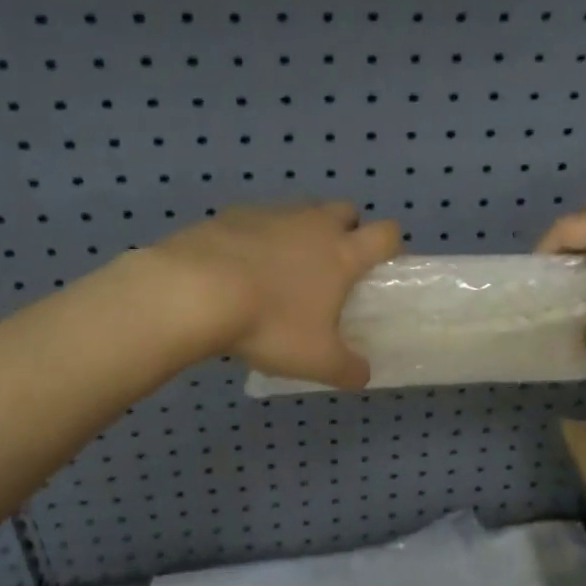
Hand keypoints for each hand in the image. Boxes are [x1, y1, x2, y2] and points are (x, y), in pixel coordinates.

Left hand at [144, 202, 402, 387]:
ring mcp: (272, 214)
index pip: (386, 234)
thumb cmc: (269, 323)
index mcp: (342, 253)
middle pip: (346, 210)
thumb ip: (348, 368)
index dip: (391, 247)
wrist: (194, 291)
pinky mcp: (233, 214)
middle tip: (331, 269)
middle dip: (347, 231)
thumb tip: (363, 374)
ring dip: (302, 232)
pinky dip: (257, 238)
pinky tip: (238, 268)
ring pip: (301, 211)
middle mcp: (313, 224)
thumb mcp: (315, 360)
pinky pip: (257, 220)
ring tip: (281, 271)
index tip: (381, 269)